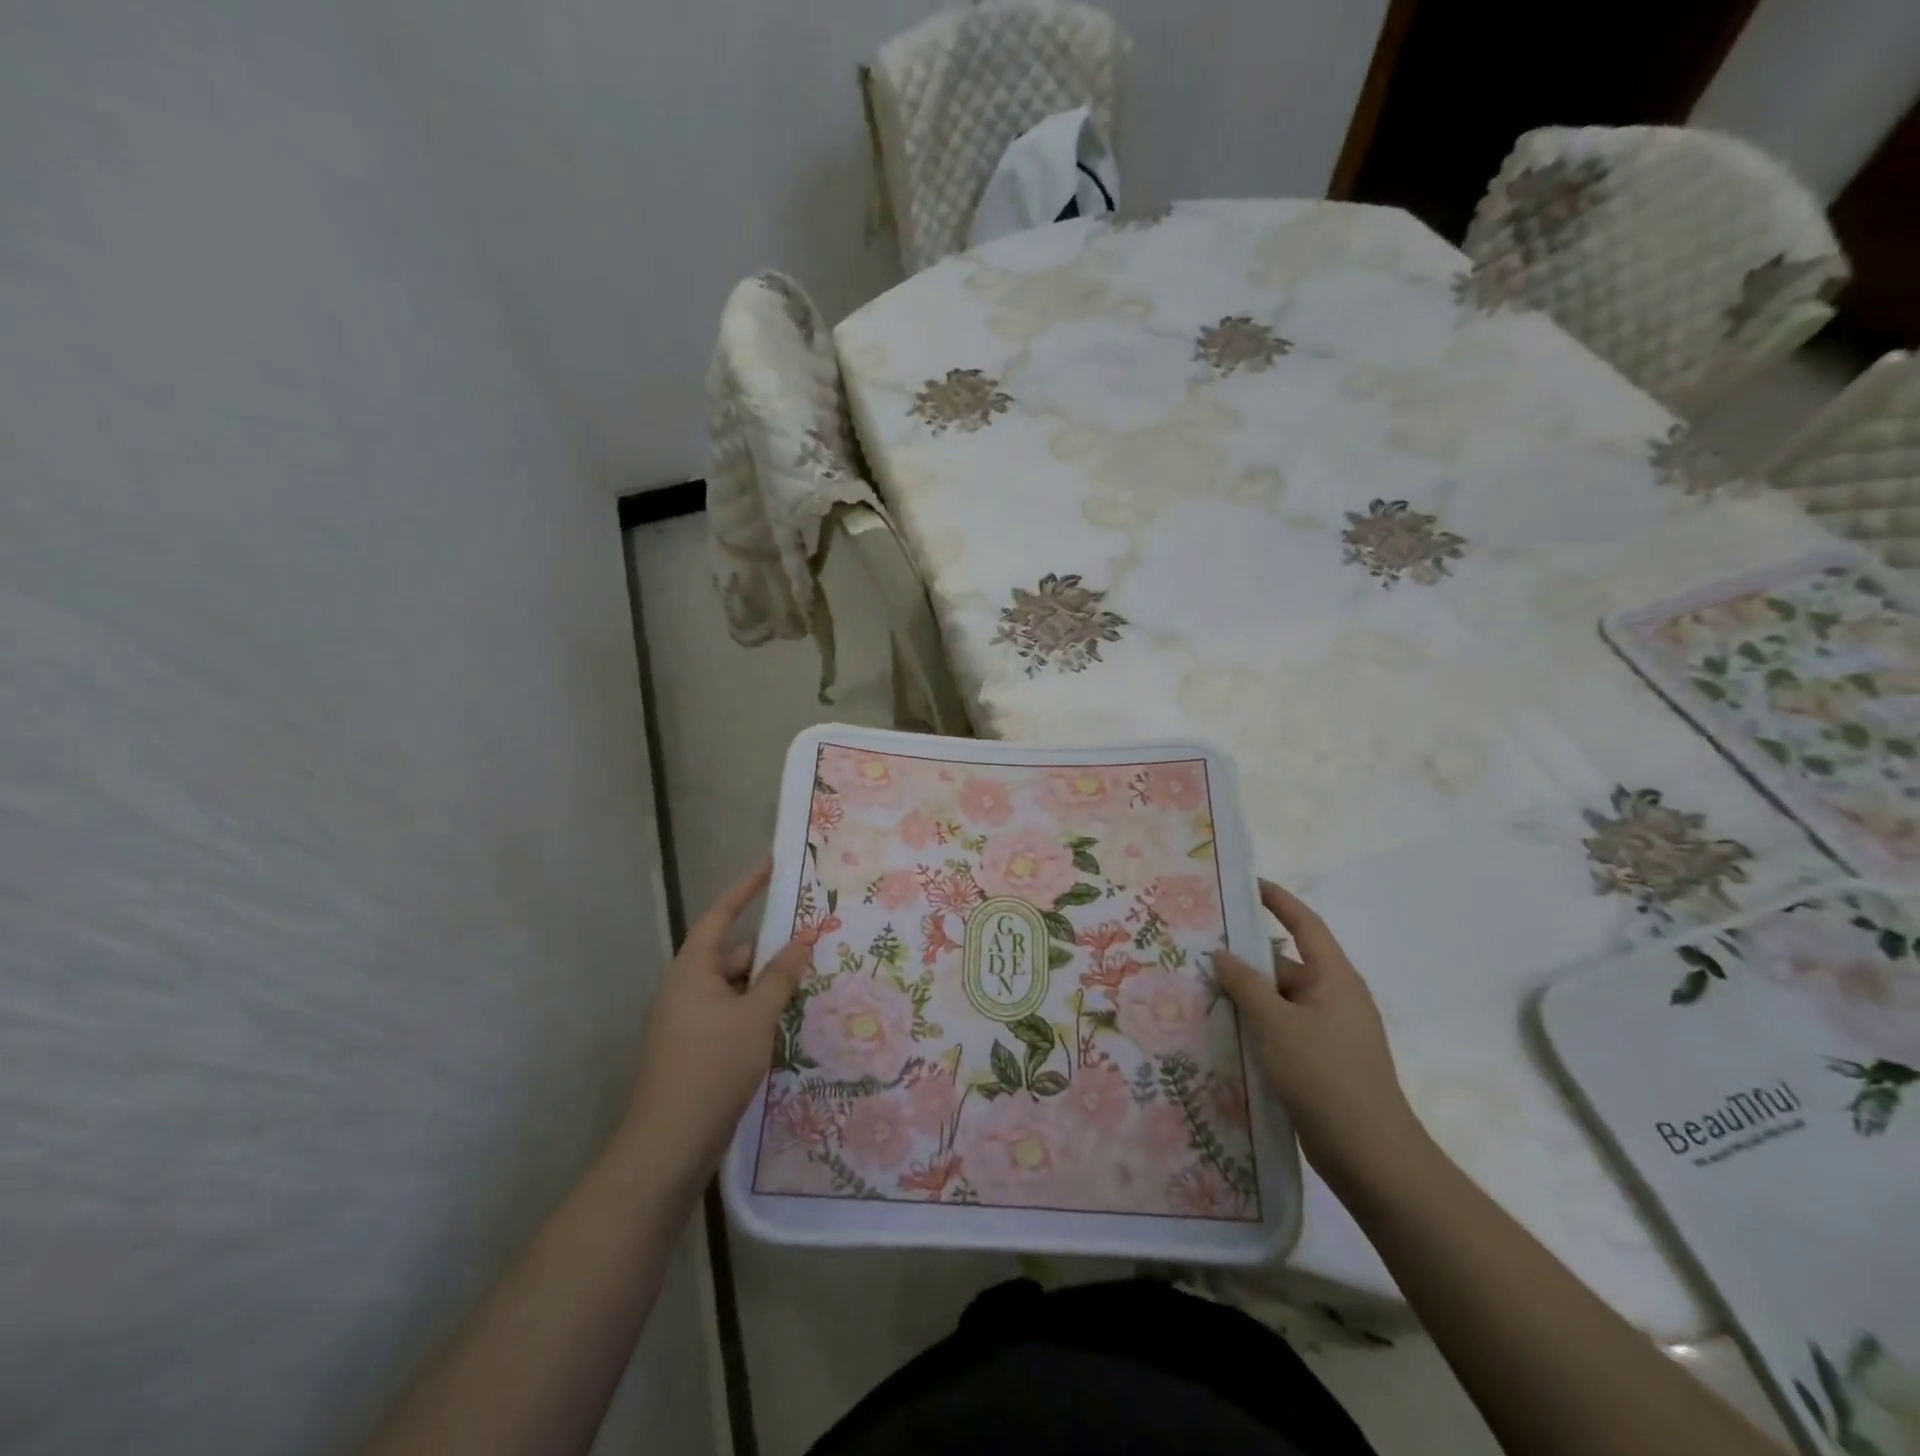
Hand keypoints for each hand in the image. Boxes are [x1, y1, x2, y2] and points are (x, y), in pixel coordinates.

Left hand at [623, 857, 808, 1188]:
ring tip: (811, 984)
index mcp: (693, 970)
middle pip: (734, 954)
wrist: (669, 1145)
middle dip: (771, 950)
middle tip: (814, 943)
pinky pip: (733, 1016)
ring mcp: (690, 1022)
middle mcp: (688, 989)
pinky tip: (788, 1024)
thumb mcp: (755, 1017)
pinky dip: (758, 1013)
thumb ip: (780, 977)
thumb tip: (801, 942)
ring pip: (737, 989)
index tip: (771, 865)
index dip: (746, 887)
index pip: (722, 915)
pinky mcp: (697, 1050)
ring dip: (768, 986)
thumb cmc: (712, 1067)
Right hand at [1213, 879, 1430, 1194]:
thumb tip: (1223, 954)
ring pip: (1281, 1000)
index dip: (1278, 900)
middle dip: (1247, 958)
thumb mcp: (1276, 1023)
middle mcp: (1335, 998)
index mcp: (1334, 978)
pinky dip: (1257, 1024)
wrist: (1371, 1156)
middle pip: (1285, 965)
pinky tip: (1225, 1031)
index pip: (1304, 924)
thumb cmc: (1325, 1076)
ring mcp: (1331, 1032)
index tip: (1247, 884)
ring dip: (1247, 996)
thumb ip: (1245, 984)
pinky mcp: (1322, 1061)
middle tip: (1202, 950)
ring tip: (1202, 990)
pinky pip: (1283, 1028)